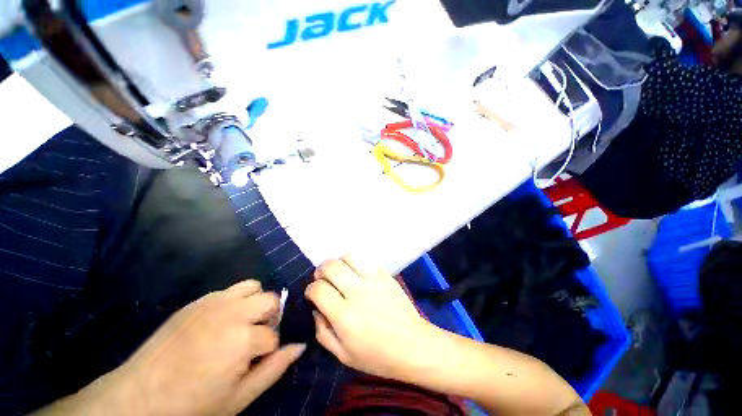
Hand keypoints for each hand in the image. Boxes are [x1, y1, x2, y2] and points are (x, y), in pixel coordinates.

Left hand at [55, 280, 304, 415]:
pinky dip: (236, 300)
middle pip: (271, 300)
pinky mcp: (199, 300)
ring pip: (254, 287)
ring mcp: (214, 302)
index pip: (274, 335)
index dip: (268, 350)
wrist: (139, 396)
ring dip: (255, 303)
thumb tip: (300, 345)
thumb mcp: (239, 397)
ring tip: (242, 324)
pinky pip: (231, 289)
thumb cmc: (193, 405)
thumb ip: (274, 369)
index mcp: (243, 339)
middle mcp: (233, 313)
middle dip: (269, 318)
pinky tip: (222, 321)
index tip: (253, 362)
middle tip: (253, 338)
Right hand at [305, 255, 436, 381]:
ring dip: (339, 262)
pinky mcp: (385, 275)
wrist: (413, 344)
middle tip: (322, 278)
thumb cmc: (378, 356)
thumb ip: (323, 332)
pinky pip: (366, 260)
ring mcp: (374, 280)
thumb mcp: (343, 355)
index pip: (319, 289)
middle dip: (321, 270)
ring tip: (339, 271)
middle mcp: (358, 293)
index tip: (313, 293)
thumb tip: (316, 309)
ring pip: (349, 257)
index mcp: (345, 316)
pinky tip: (356, 273)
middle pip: (332, 267)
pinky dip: (356, 263)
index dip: (311, 289)